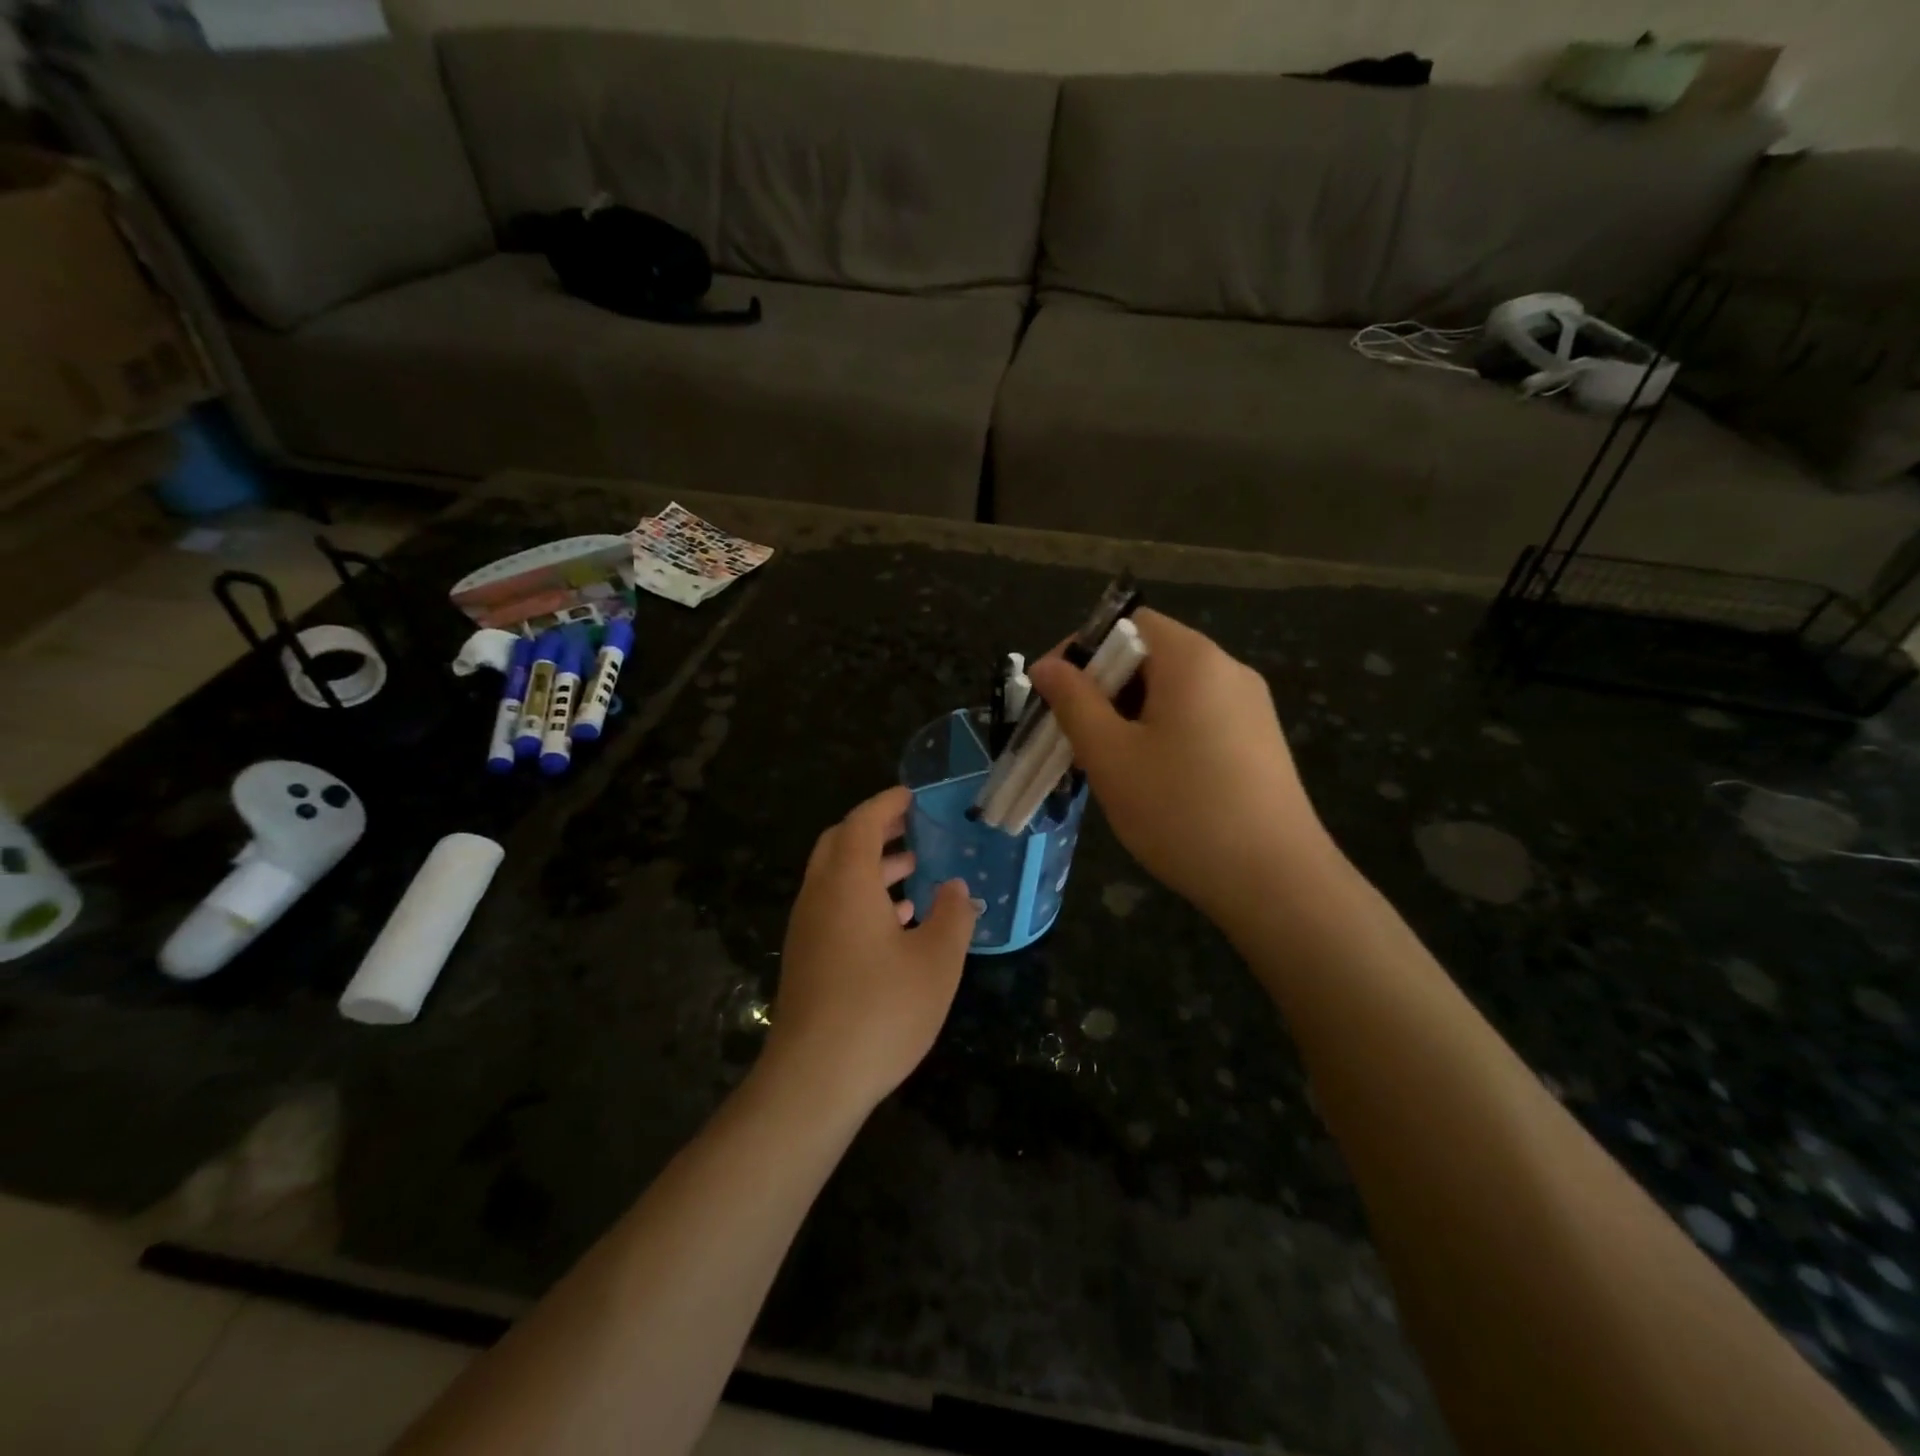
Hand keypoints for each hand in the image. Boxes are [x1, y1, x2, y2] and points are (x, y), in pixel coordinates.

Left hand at [765, 786, 978, 1115]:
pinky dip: (862, 897)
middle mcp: (819, 896)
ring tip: (915, 871)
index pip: (862, 822)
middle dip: (876, 830)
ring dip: (871, 866)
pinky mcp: (806, 958)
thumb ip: (952, 916)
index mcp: (847, 882)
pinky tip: (897, 923)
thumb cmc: (881, 1010)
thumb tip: (956, 888)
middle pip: (840, 843)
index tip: (914, 796)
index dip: (888, 803)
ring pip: (836, 878)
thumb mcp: (936, 961)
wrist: (813, 1079)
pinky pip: (833, 907)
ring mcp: (807, 928)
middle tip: (913, 828)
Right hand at [1028, 609, 1334, 928]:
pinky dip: (1161, 735)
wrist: (1275, 882)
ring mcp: (1250, 708)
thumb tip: (1046, 666)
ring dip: (1128, 716)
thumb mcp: (1110, 755)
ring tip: (1105, 764)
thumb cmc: (1181, 810)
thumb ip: (1073, 702)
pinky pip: (1196, 719)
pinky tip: (1149, 781)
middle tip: (1072, 736)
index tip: (1051, 693)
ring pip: (1171, 693)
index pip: (1128, 623)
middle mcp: (1228, 670)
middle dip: (1102, 689)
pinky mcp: (1258, 743)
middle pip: (1150, 656)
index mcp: (1193, 659)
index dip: (1082, 649)